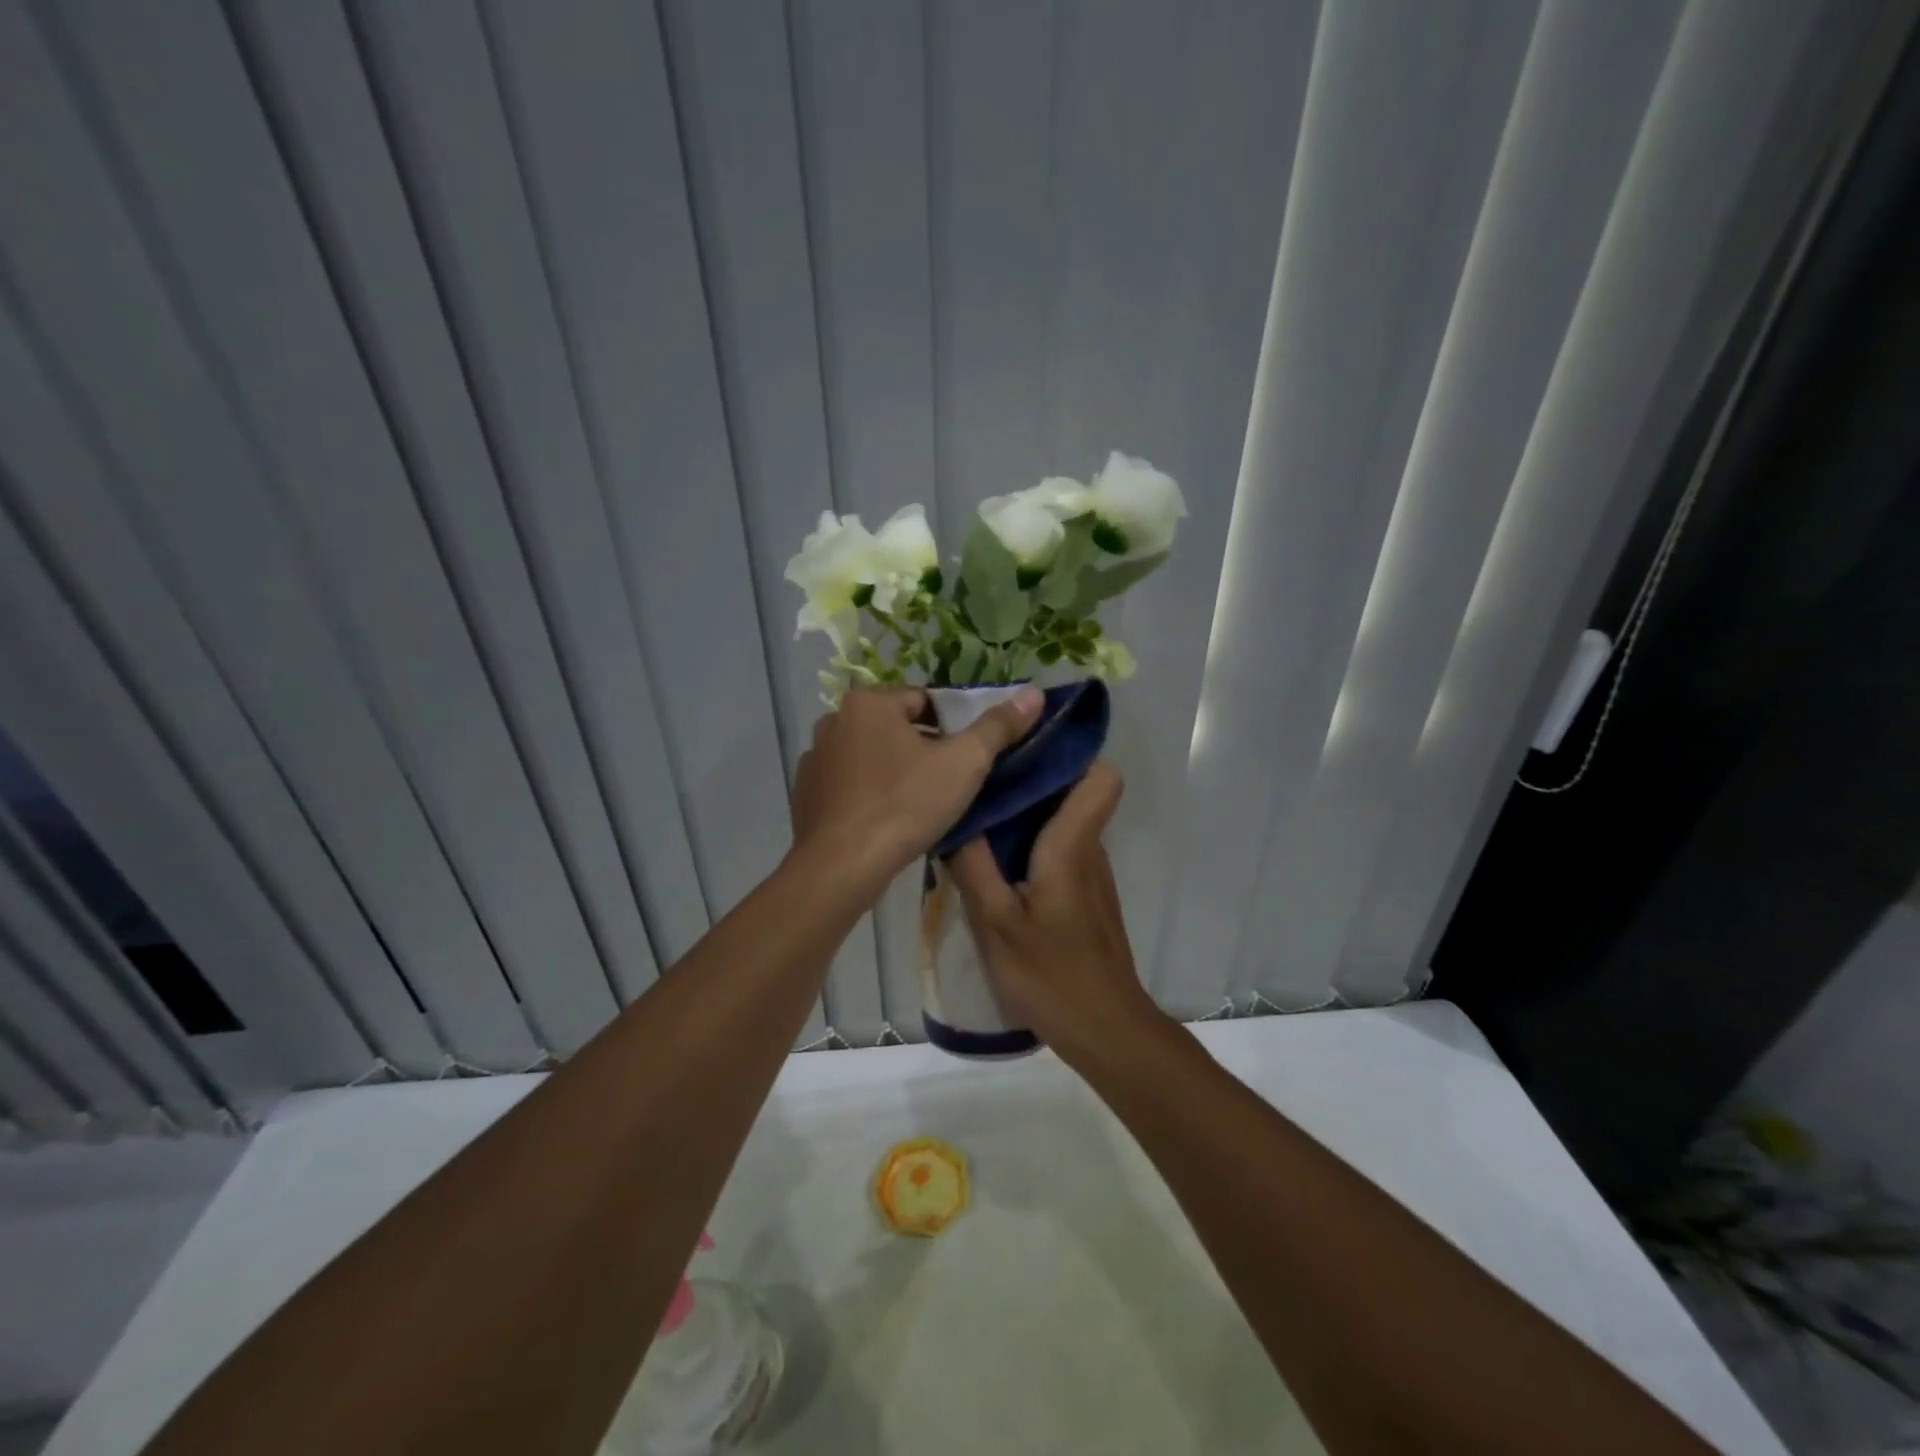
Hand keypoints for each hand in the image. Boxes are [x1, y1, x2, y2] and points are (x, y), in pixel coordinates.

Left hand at [790, 686, 1043, 889]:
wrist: (840, 867)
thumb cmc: (905, 806)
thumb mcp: (963, 764)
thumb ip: (998, 727)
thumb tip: (1034, 692)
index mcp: (869, 702)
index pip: (925, 701)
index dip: (953, 727)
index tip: (967, 757)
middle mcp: (834, 720)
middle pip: (896, 726)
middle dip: (923, 748)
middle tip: (949, 783)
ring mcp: (814, 758)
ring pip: (871, 755)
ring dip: (894, 769)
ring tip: (919, 804)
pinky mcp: (804, 793)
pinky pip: (848, 783)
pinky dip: (867, 792)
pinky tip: (885, 820)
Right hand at [946, 763, 1165, 1066]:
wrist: (1106, 1030)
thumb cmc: (1051, 976)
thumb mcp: (996, 924)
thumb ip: (972, 867)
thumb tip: (953, 816)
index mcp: (1072, 848)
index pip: (1100, 778)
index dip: (1071, 755)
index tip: (1023, 748)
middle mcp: (1090, 852)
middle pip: (1075, 794)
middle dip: (1032, 779)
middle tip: (981, 779)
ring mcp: (1092, 877)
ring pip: (1066, 824)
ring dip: (1029, 815)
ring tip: (980, 816)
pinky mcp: (1087, 899)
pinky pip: (1062, 852)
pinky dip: (1034, 846)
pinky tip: (997, 865)